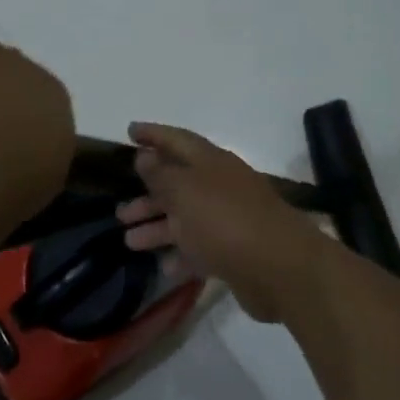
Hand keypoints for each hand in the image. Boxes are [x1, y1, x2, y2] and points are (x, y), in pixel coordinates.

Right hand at [117, 122, 334, 322]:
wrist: (280, 267)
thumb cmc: (225, 220)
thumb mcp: (185, 191)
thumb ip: (161, 174)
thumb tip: (145, 156)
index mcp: (209, 162)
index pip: (176, 140)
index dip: (153, 134)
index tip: (130, 131)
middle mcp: (219, 185)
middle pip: (178, 183)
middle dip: (148, 193)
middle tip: (119, 210)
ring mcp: (229, 218)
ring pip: (186, 217)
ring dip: (157, 226)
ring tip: (128, 241)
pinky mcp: (235, 251)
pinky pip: (201, 247)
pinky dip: (181, 254)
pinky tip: (164, 267)